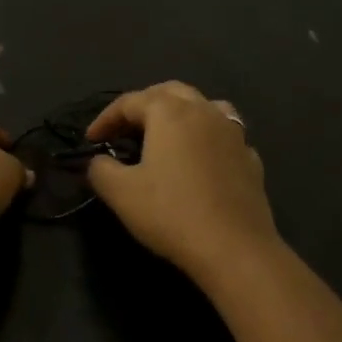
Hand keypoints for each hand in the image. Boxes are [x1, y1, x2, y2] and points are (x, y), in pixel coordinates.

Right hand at [84, 81, 280, 283]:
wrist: (235, 249)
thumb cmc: (171, 213)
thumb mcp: (120, 193)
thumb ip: (100, 169)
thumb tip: (99, 161)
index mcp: (169, 112)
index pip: (129, 102)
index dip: (105, 118)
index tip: (91, 140)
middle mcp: (203, 111)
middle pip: (169, 92)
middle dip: (143, 105)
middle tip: (125, 128)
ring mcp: (233, 133)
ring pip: (204, 106)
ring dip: (180, 112)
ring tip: (166, 133)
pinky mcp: (251, 158)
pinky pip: (224, 135)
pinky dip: (206, 139)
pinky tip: (200, 160)